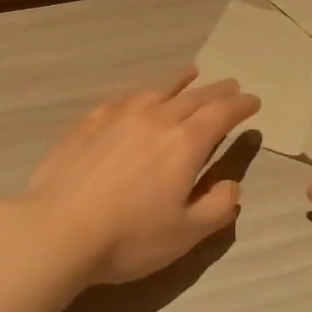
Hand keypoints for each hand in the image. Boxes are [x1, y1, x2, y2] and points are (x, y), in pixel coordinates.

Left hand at [20, 68, 260, 285]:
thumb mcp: (186, 234)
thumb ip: (217, 207)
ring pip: (155, 90)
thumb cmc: (129, 237)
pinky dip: (140, 92)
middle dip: (215, 90)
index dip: (240, 106)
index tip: (253, 101)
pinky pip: (122, 98)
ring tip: (190, 73)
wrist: (58, 228)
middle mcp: (154, 119)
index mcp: (184, 144)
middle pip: (192, 97)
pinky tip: (138, 96)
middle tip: (230, 84)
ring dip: (178, 80)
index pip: (220, 114)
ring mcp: (117, 116)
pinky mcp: (87, 122)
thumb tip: (231, 184)